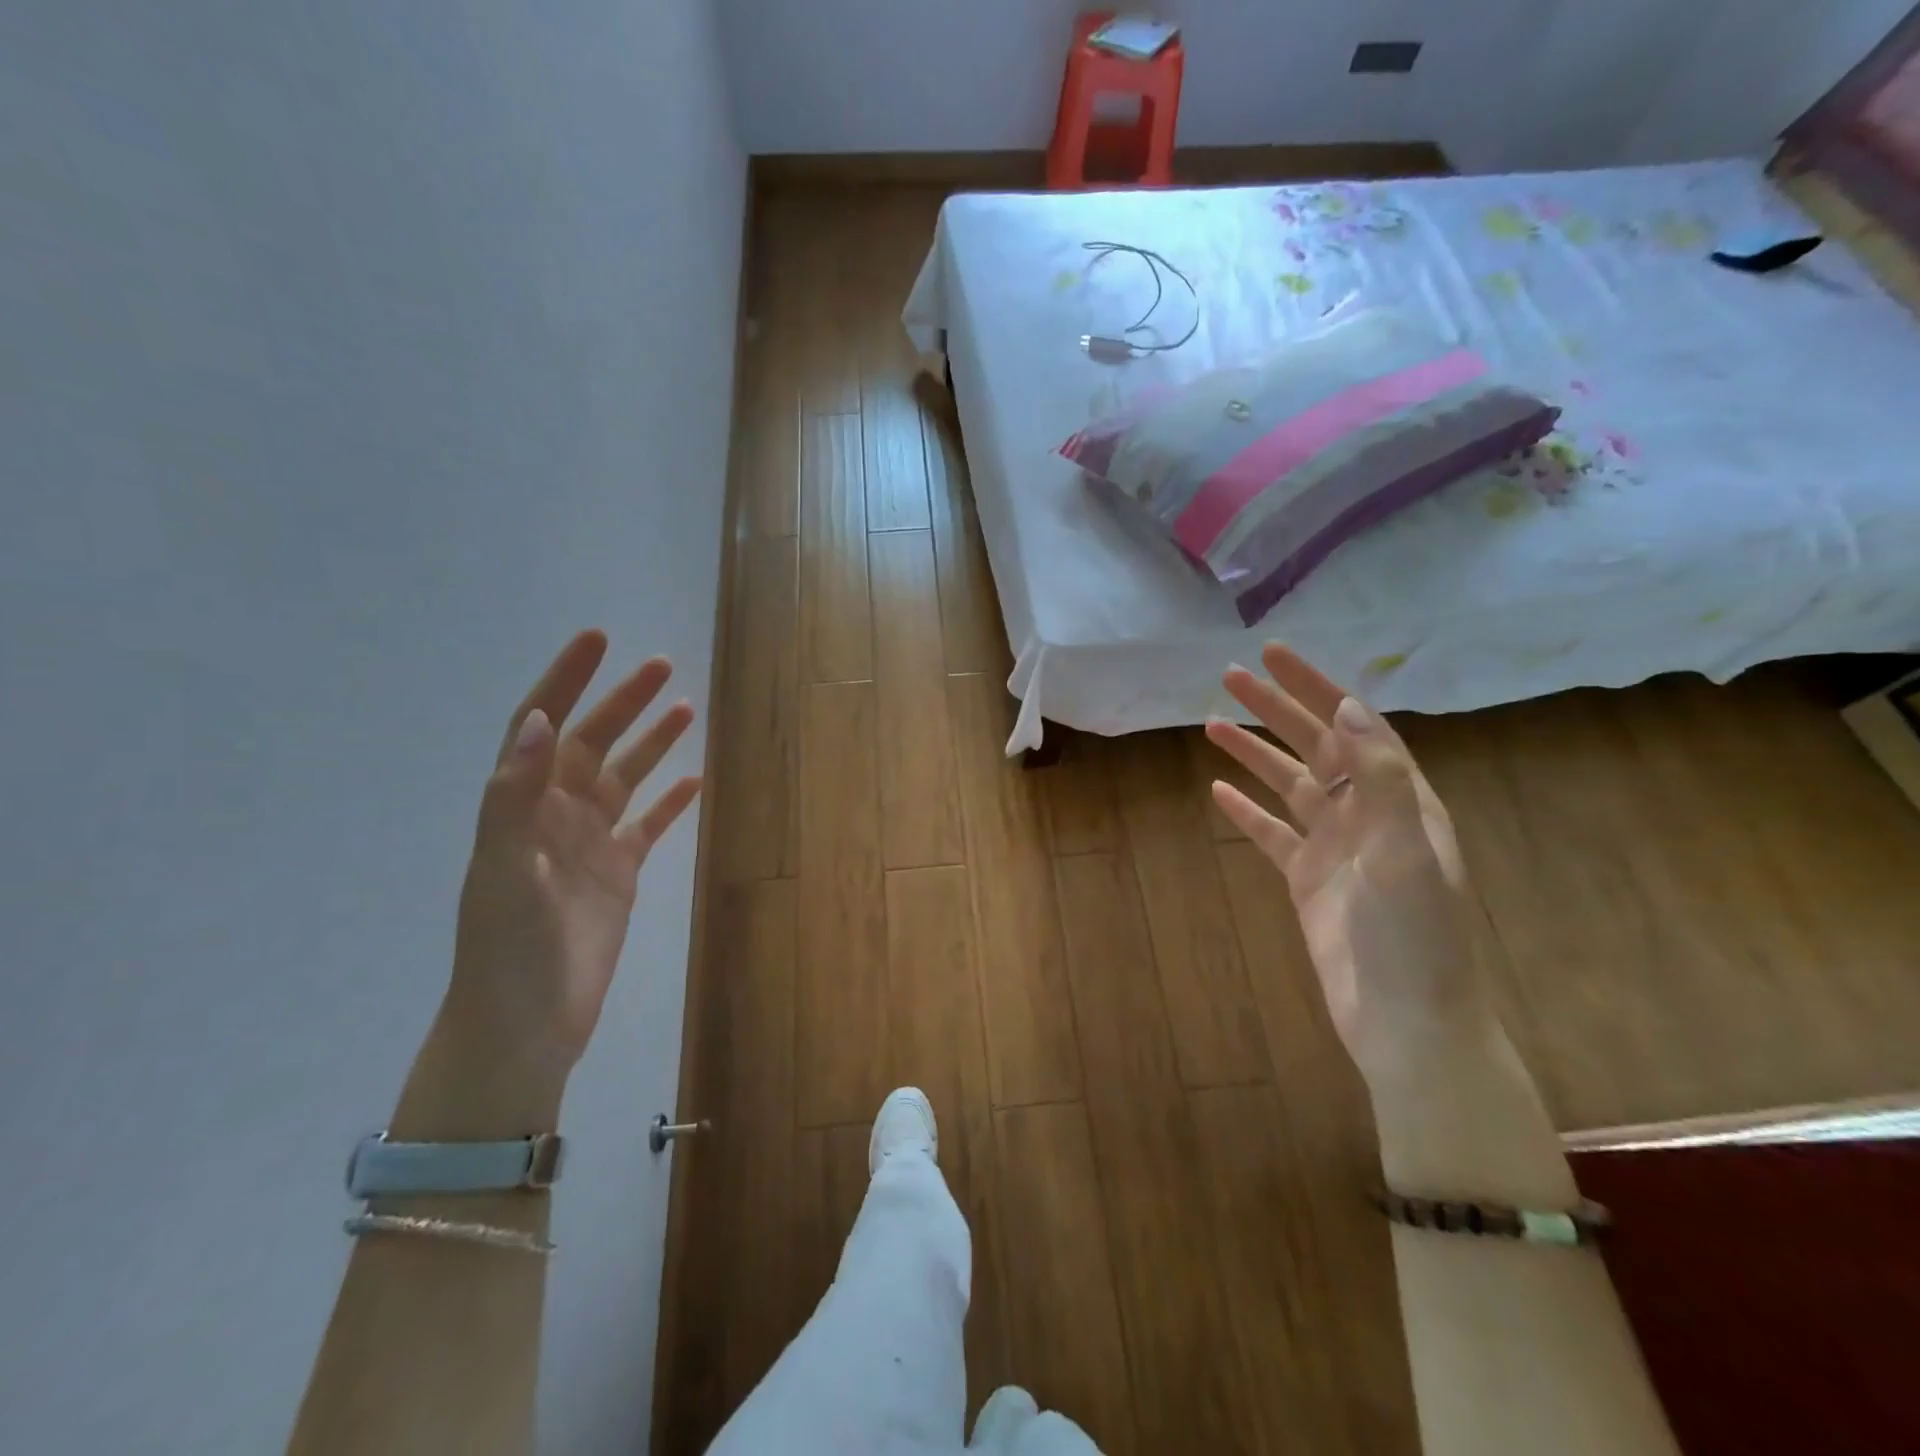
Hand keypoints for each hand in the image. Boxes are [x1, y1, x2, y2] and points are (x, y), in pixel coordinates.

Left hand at [397, 632, 700, 1137]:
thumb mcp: (504, 871)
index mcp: (522, 805)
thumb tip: (541, 720)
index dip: (566, 679)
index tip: (598, 640)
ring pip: (625, 778)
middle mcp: (555, 814)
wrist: (526, 1024)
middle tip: (661, 666)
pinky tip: (696, 780)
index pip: (541, 726)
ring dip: (652, 743)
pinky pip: (649, 825)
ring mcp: (590, 843)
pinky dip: (671, 801)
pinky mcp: (619, 873)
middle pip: (592, 742)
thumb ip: (515, 796)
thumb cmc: (507, 949)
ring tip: (685, 708)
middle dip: (623, 701)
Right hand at [1206, 645, 1489, 1085]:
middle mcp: (1367, 815)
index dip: (1315, 688)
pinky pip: (1271, 833)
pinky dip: (1245, 810)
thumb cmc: (1415, 940)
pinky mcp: (1308, 880)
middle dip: (1276, 708)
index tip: (1275, 657)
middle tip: (1230, 676)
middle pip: (1315, 746)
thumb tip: (1350, 707)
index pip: (1353, 726)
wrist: (1407, 1026)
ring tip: (1211, 724)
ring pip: (1288, 785)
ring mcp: (1335, 848)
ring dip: (1253, 752)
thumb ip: (1379, 780)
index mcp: (1400, 801)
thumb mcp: (1406, 853)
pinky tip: (1218, 791)